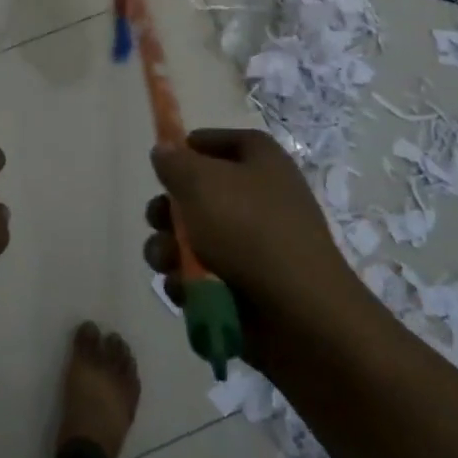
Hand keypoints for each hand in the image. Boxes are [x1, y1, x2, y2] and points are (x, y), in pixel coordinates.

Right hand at [143, 129, 359, 330]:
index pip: (224, 141)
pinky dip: (190, 283)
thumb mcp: (201, 182)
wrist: (300, 315)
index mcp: (261, 162)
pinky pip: (204, 277)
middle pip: (200, 194)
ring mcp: (254, 247)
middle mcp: (260, 199)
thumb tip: (164, 151)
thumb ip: (174, 162)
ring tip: (167, 263)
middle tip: (158, 221)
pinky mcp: (246, 288)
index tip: (165, 162)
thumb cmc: (249, 230)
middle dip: (169, 211)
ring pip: (194, 240)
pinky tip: (186, 291)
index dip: (192, 147)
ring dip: (170, 250)